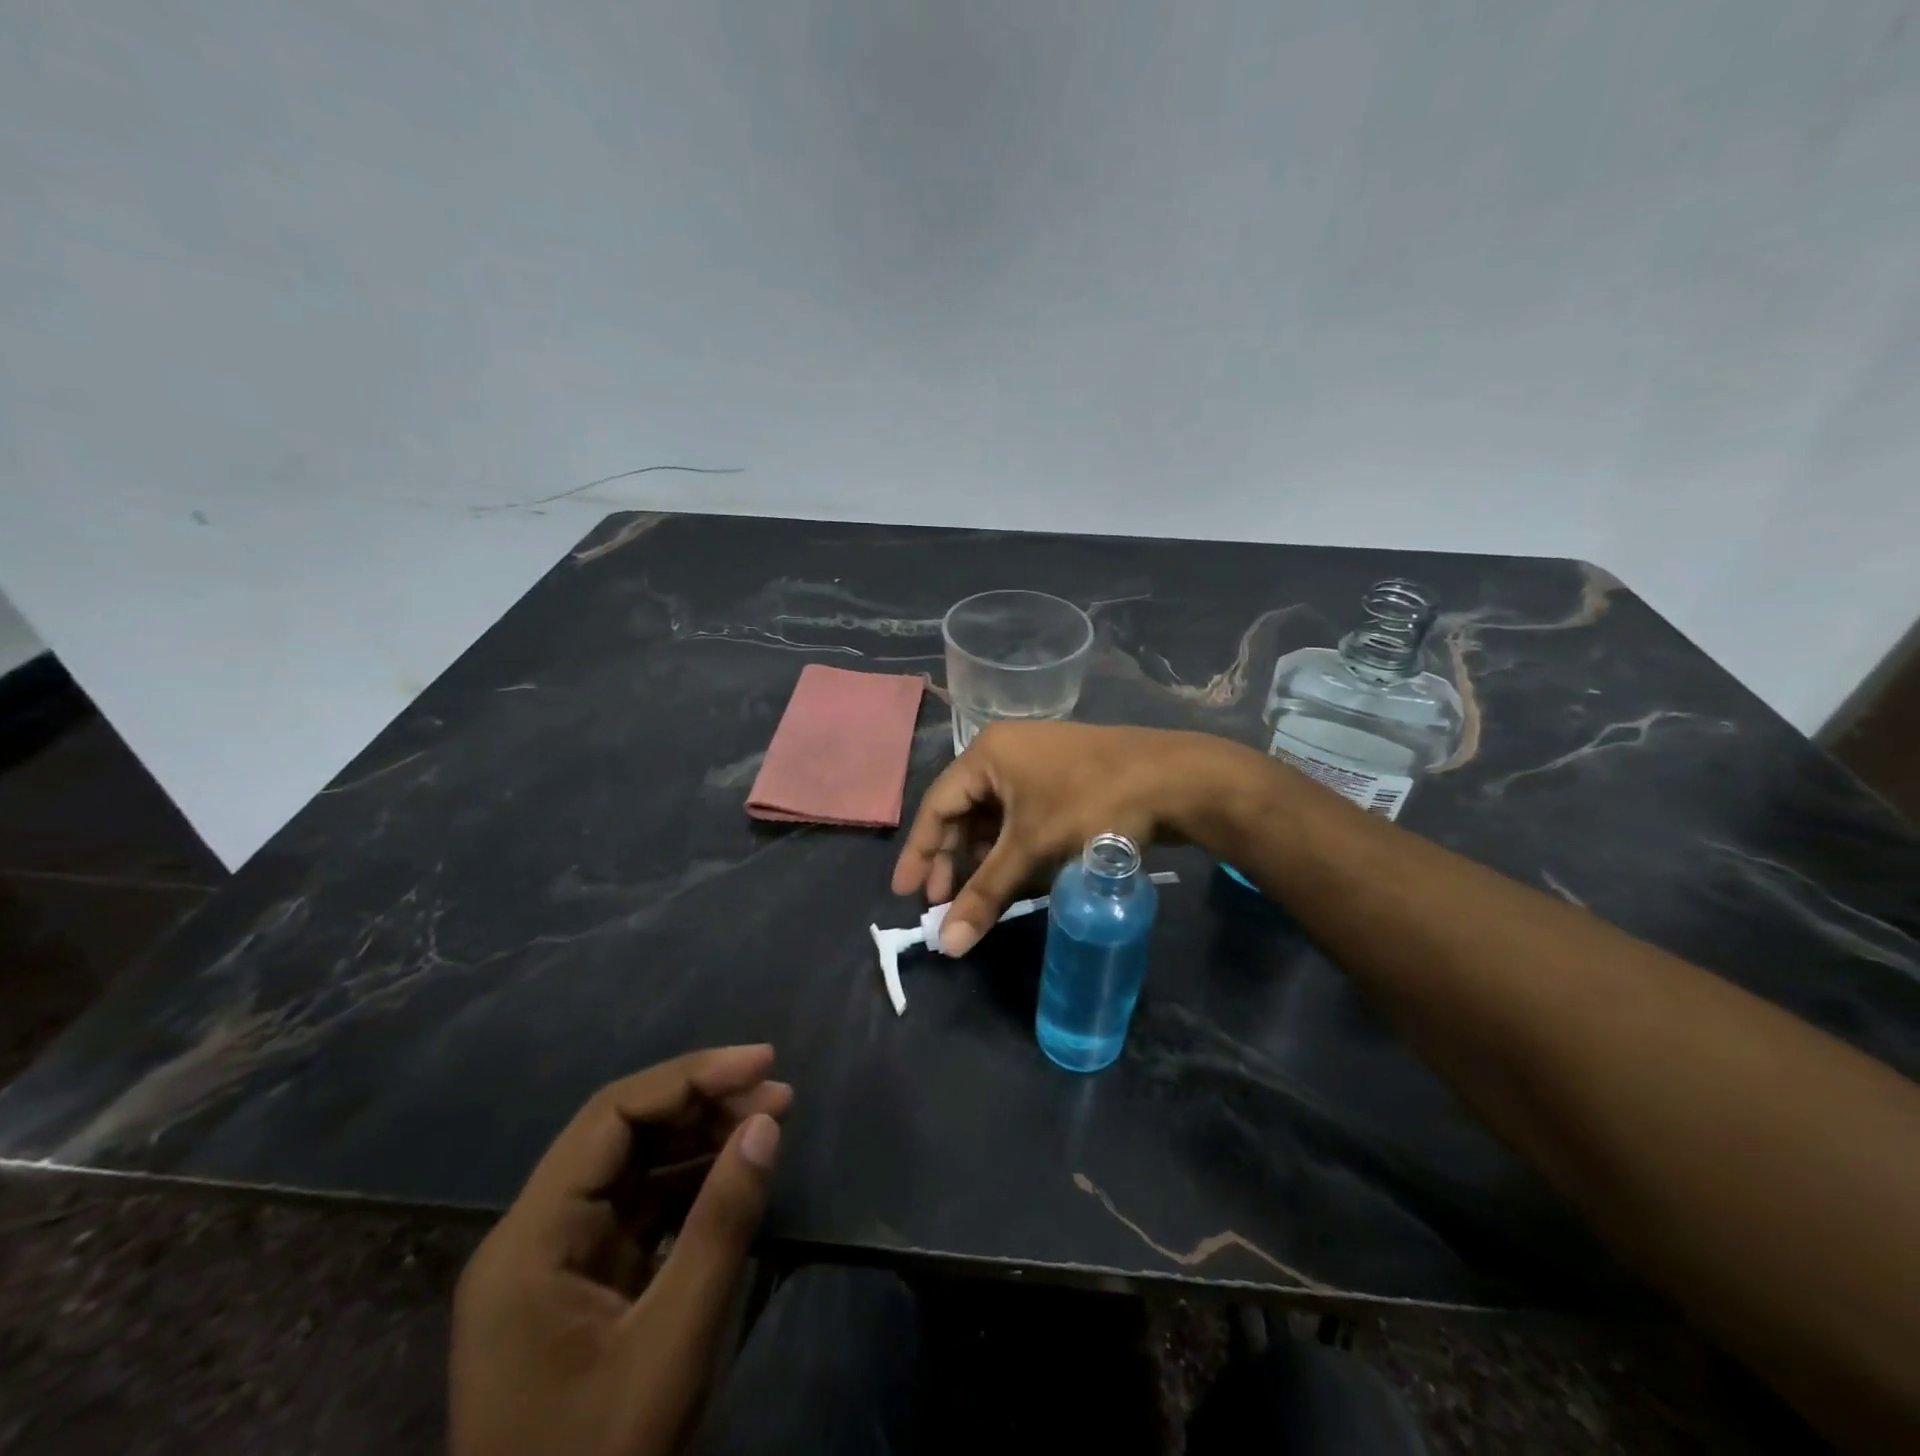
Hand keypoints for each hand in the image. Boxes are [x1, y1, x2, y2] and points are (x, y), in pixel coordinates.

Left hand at [449, 1046, 792, 1455]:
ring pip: (634, 1165)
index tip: (761, 1063)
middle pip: (622, 1131)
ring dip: (701, 1137)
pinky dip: (691, 1182)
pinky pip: (641, 1207)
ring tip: (768, 1121)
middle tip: (777, 1095)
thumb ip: (722, 1225)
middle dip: (702, 1102)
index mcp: (531, 1239)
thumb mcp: (673, 1344)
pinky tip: (734, 1173)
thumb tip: (766, 1122)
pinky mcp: (583, 1286)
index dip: (691, 1077)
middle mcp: (534, 1234)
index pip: (612, 1115)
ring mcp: (557, 1262)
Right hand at [891, 721, 1216, 954]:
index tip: (906, 894)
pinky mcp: (1063, 781)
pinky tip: (1016, 880)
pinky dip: (1014, 850)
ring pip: (996, 819)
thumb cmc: (1091, 804)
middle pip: (964, 812)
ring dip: (985, 859)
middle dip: (954, 860)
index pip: (937, 806)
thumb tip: (947, 945)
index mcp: (988, 754)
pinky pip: (1023, 818)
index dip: (920, 852)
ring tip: (980, 899)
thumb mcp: (1032, 848)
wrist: (1175, 780)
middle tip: (943, 903)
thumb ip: (986, 894)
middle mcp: (1006, 753)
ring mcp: (1038, 765)